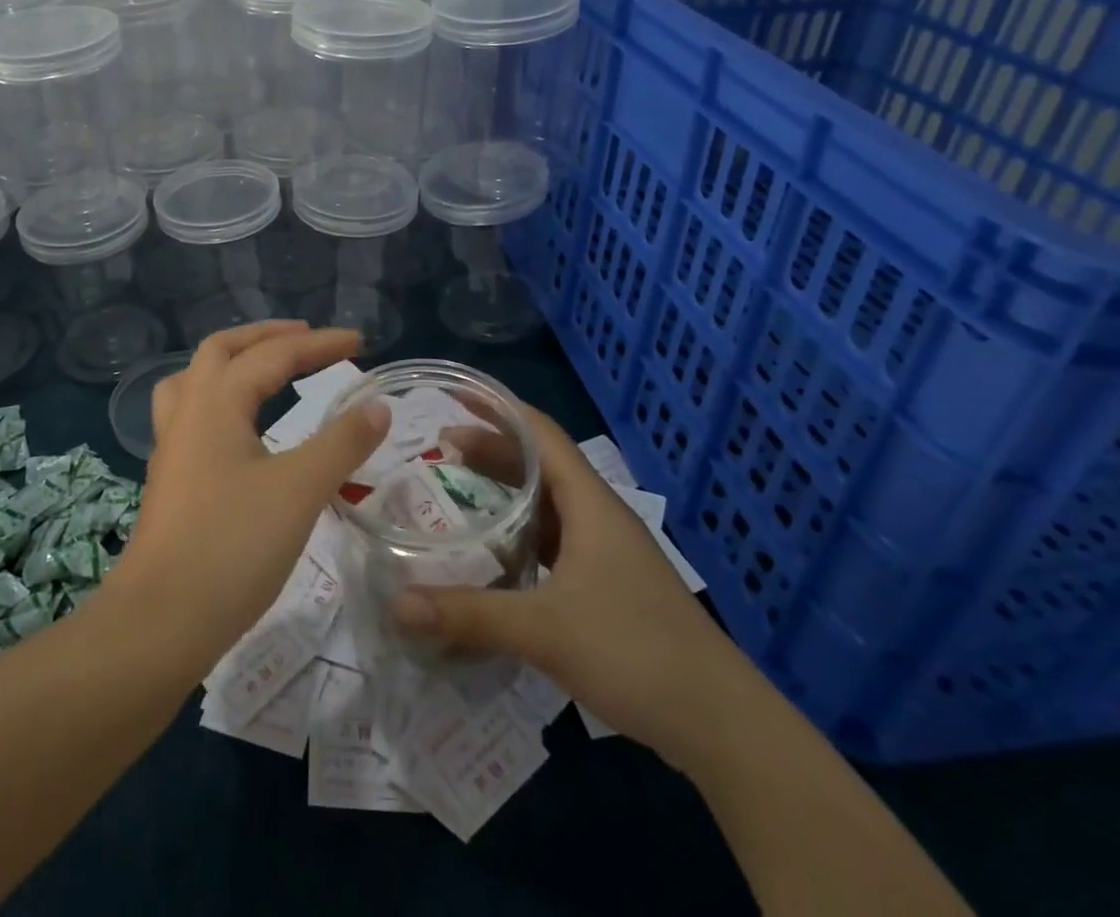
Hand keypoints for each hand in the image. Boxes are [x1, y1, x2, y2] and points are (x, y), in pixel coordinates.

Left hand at [107, 322, 387, 669]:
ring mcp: (172, 446)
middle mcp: (188, 411)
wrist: (160, 621)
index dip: (319, 343)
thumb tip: (377, 405)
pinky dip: (221, 398)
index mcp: (216, 401)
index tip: (360, 340)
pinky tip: (239, 427)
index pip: (274, 354)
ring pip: (197, 379)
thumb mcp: (299, 490)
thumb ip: (342, 443)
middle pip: (222, 350)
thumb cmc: (232, 546)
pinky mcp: (171, 478)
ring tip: (265, 368)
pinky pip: (192, 413)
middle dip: (266, 336)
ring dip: (233, 362)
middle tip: (306, 339)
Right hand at [391, 401, 742, 758]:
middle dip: (491, 449)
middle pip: (540, 463)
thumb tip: (397, 604)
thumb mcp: (545, 630)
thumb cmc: (636, 652)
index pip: (539, 432)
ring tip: (457, 488)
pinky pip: (555, 539)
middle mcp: (598, 516)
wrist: (722, 724)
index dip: (498, 408)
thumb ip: (470, 615)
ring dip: (505, 490)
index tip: (455, 395)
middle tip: (438, 447)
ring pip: (548, 503)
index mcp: (590, 503)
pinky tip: (495, 552)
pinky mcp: (609, 585)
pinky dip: (521, 531)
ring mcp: (607, 552)